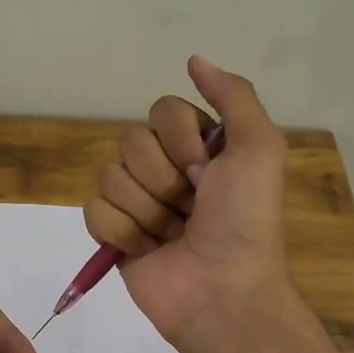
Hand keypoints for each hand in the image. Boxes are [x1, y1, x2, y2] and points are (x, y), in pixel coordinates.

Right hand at [84, 56, 292, 346]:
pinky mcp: (113, 234)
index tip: (206, 172)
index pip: (162, 111)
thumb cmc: (245, 222)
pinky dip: (122, 232)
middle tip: (191, 209)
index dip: (181, 141)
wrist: (222, 293)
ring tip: (172, 235)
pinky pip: (94, 211)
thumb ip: (233, 97)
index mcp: (198, 146)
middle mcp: (165, 168)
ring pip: (109, 176)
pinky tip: (147, 250)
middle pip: (131, 142)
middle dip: (163, 181)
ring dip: (146, 211)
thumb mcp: (259, 150)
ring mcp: (136, 202)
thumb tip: (194, 59)